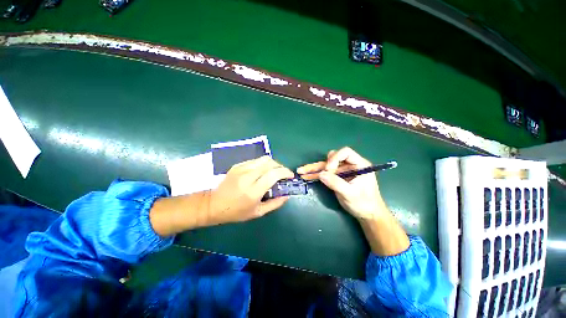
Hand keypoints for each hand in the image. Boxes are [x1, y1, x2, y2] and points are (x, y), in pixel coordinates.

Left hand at [207, 156, 294, 224]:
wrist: (213, 204)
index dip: (285, 172)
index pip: (273, 174)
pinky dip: (263, 164)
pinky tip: (263, 171)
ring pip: (263, 159)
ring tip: (275, 171)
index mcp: (253, 191)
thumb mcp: (257, 213)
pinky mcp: (237, 165)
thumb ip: (275, 204)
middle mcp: (247, 177)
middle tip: (283, 174)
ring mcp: (241, 169)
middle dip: (281, 166)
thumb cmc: (236, 212)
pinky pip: (255, 160)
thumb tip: (287, 195)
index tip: (290, 176)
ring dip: (273, 163)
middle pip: (270, 162)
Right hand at [297, 147, 387, 219]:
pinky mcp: (337, 177)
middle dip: (320, 165)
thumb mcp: (351, 194)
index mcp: (359, 164)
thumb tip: (321, 174)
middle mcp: (349, 165)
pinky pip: (325, 174)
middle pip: (332, 159)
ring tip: (301, 171)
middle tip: (308, 172)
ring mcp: (342, 171)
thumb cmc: (364, 203)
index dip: (335, 159)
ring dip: (313, 169)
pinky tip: (306, 176)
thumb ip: (336, 183)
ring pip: (326, 166)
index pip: (345, 152)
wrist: (367, 214)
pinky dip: (315, 175)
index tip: (329, 171)